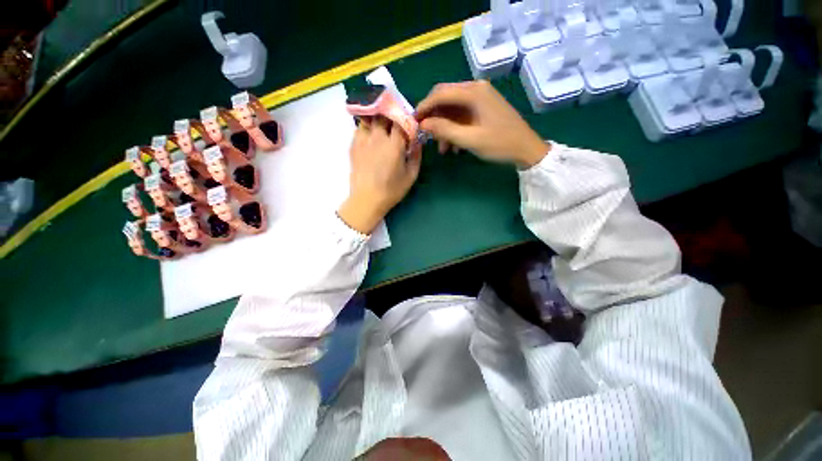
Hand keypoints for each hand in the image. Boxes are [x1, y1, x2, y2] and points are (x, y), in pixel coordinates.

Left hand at [338, 117, 421, 233]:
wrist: (367, 199)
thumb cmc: (392, 190)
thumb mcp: (411, 175)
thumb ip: (416, 156)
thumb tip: (418, 142)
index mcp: (394, 145)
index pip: (401, 121)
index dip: (406, 119)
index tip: (410, 124)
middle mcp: (378, 137)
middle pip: (384, 115)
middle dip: (391, 115)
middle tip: (395, 123)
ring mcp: (363, 140)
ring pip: (370, 118)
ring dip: (377, 119)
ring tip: (382, 126)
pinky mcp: (354, 145)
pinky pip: (360, 128)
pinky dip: (367, 127)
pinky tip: (371, 136)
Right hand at [416, 80, 548, 166]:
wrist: (526, 149)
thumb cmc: (499, 144)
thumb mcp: (469, 139)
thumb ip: (445, 130)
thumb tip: (423, 124)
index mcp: (474, 92)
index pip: (440, 93)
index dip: (424, 107)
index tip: (413, 122)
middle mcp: (476, 89)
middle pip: (445, 99)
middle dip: (434, 118)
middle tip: (425, 135)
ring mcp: (480, 98)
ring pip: (453, 110)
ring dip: (444, 128)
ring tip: (443, 149)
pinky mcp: (483, 108)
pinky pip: (462, 116)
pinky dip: (454, 129)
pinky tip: (454, 147)